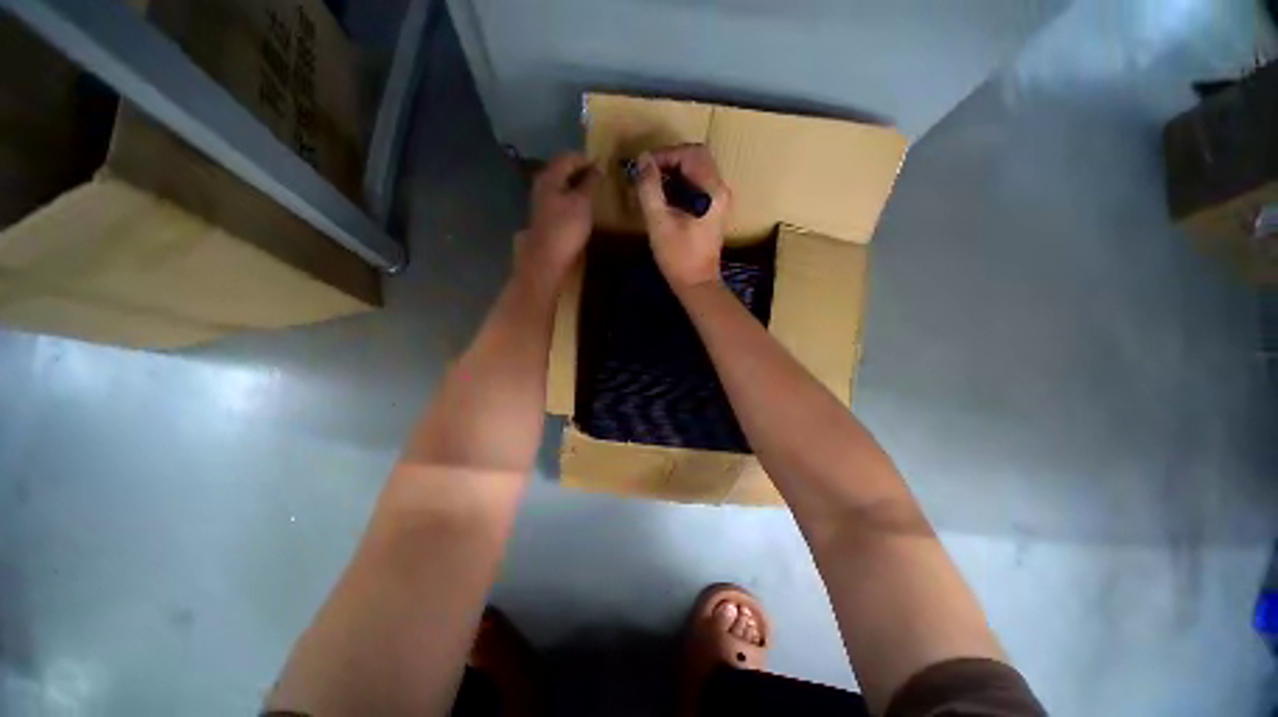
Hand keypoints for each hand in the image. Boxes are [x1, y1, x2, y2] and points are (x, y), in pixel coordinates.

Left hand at [515, 153, 599, 285]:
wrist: (549, 258)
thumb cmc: (566, 227)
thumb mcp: (582, 202)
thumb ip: (590, 182)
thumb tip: (599, 166)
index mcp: (550, 177)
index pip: (568, 158)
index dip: (586, 158)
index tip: (604, 163)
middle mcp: (543, 185)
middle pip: (563, 171)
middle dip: (582, 171)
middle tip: (601, 175)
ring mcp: (544, 202)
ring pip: (563, 185)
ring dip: (578, 185)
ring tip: (596, 189)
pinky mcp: (548, 217)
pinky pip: (563, 199)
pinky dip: (575, 197)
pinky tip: (585, 205)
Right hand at [633, 144, 730, 290]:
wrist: (697, 284)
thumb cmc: (678, 256)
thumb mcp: (659, 221)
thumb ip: (650, 188)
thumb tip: (643, 159)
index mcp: (712, 190)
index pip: (690, 153)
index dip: (665, 155)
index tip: (643, 168)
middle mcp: (720, 190)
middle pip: (696, 158)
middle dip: (669, 161)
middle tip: (647, 174)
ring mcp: (719, 201)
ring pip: (696, 171)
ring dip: (673, 172)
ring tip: (652, 185)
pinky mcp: (713, 211)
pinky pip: (697, 186)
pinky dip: (679, 185)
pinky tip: (663, 198)